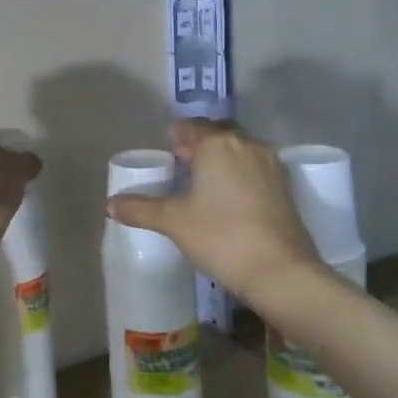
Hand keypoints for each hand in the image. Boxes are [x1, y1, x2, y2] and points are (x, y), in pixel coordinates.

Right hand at [108, 119, 320, 301]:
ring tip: (205, 181)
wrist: (279, 270)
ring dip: (223, 157)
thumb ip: (141, 209)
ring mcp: (271, 165)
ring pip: (241, 149)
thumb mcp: (173, 222)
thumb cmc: (220, 236)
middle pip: (220, 133)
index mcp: (218, 144)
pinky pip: (256, 167)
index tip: (168, 147)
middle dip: (202, 143)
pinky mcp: (286, 187)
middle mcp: (247, 145)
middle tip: (184, 161)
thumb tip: (111, 204)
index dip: (178, 134)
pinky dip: (241, 173)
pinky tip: (230, 198)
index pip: (193, 126)